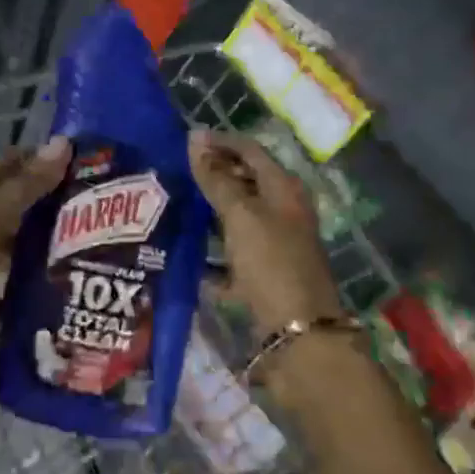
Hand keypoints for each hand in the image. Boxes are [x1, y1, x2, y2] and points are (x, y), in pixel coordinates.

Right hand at [188, 131, 342, 332]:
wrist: (300, 334)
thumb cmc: (271, 262)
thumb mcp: (241, 214)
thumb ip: (217, 178)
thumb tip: (195, 138)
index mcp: (283, 189)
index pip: (250, 150)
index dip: (219, 141)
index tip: (184, 141)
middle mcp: (283, 212)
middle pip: (245, 182)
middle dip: (213, 175)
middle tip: (175, 173)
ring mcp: (275, 245)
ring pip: (238, 219)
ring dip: (209, 213)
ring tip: (174, 208)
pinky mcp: (265, 276)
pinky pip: (233, 256)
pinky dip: (213, 254)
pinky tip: (187, 256)